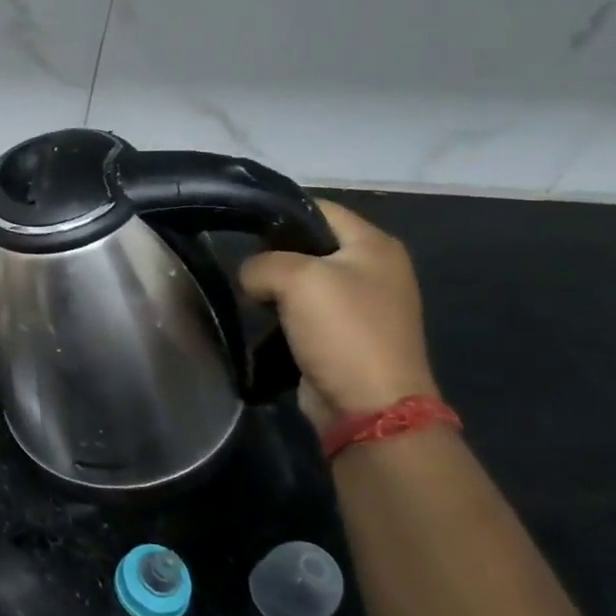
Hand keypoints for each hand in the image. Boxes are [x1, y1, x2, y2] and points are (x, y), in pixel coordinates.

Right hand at [240, 200, 439, 430]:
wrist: (369, 407)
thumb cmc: (343, 331)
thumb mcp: (296, 278)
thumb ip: (261, 263)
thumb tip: (252, 279)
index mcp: (375, 245)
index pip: (319, 208)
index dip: (279, 211)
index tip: (240, 223)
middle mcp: (373, 269)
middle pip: (309, 244)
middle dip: (272, 253)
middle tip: (242, 264)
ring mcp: (361, 304)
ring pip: (302, 280)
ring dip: (274, 287)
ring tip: (248, 294)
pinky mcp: (344, 335)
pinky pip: (304, 311)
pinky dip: (281, 313)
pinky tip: (262, 320)